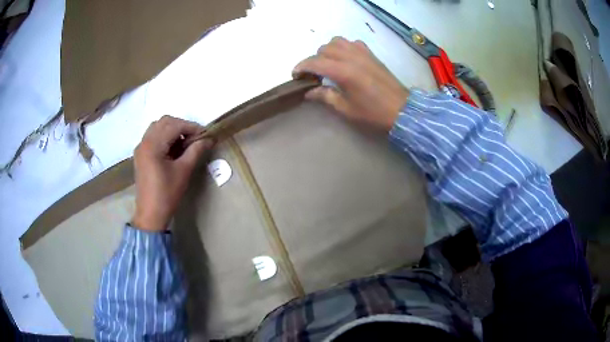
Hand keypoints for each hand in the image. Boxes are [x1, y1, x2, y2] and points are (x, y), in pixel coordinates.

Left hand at [133, 115, 213, 231]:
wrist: (150, 214)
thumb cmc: (167, 193)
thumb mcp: (184, 171)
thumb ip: (196, 150)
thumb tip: (209, 139)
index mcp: (153, 145)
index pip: (174, 126)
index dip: (191, 127)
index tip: (205, 134)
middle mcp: (144, 142)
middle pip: (164, 122)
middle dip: (182, 126)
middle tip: (195, 138)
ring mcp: (141, 148)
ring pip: (158, 127)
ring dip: (172, 130)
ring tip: (184, 143)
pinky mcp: (141, 155)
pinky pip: (153, 136)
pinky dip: (164, 137)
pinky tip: (173, 149)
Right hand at [293, 37, 408, 131]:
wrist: (402, 110)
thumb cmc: (373, 113)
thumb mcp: (346, 109)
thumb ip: (325, 96)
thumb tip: (309, 92)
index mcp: (343, 72)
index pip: (315, 62)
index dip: (301, 67)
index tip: (296, 76)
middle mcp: (351, 57)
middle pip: (324, 48)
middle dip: (314, 60)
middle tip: (314, 75)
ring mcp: (363, 53)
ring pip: (337, 41)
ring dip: (328, 50)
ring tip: (328, 64)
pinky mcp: (371, 54)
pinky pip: (352, 43)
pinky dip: (344, 47)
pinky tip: (346, 59)